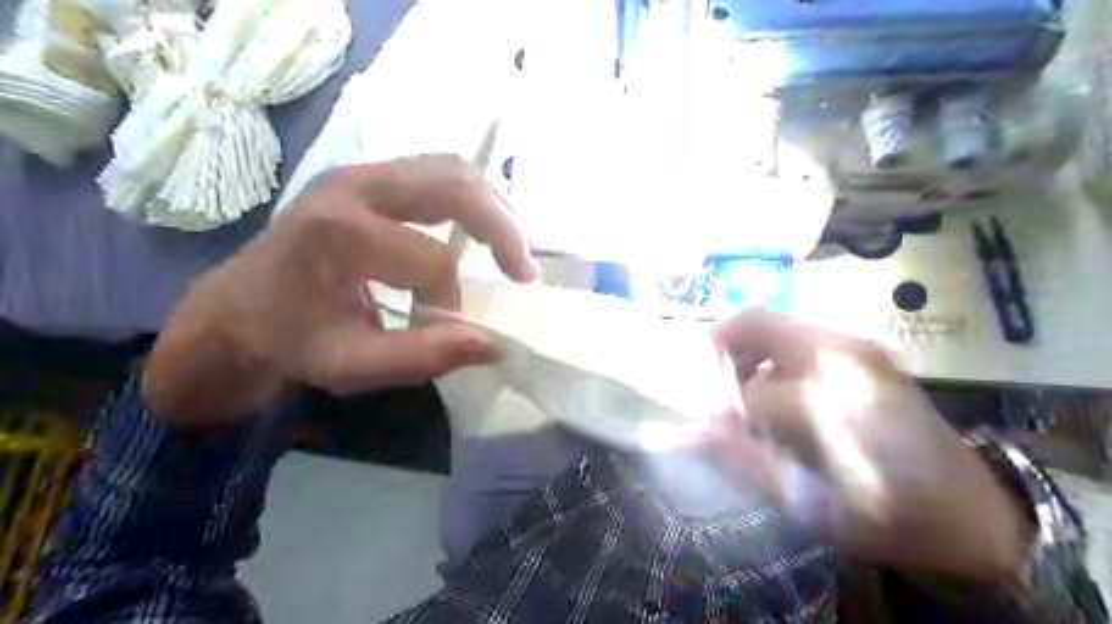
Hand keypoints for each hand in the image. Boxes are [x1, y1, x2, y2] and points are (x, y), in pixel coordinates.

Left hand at [140, 153, 540, 423]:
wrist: (237, 305)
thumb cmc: (290, 338)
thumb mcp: (350, 366)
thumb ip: (422, 356)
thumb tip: (494, 344)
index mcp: (339, 233)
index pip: (431, 262)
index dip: (453, 300)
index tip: (449, 330)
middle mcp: (352, 185)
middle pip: (454, 185)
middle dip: (502, 229)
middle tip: (526, 273)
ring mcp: (361, 172)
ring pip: (453, 169)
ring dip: (495, 208)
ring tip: (513, 251)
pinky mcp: (370, 175)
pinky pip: (439, 173)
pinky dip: (474, 199)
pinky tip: (485, 229)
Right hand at [702, 313, 1033, 590]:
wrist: (974, 515)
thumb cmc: (886, 516)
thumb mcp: (809, 506)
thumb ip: (742, 463)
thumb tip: (688, 433)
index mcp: (826, 395)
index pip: (746, 390)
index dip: (719, 409)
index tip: (709, 429)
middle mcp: (840, 354)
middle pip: (756, 323)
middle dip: (722, 350)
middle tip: (710, 388)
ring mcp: (857, 347)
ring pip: (776, 326)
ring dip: (746, 353)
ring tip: (742, 395)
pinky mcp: (866, 352)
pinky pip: (798, 339)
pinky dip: (772, 358)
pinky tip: (779, 396)